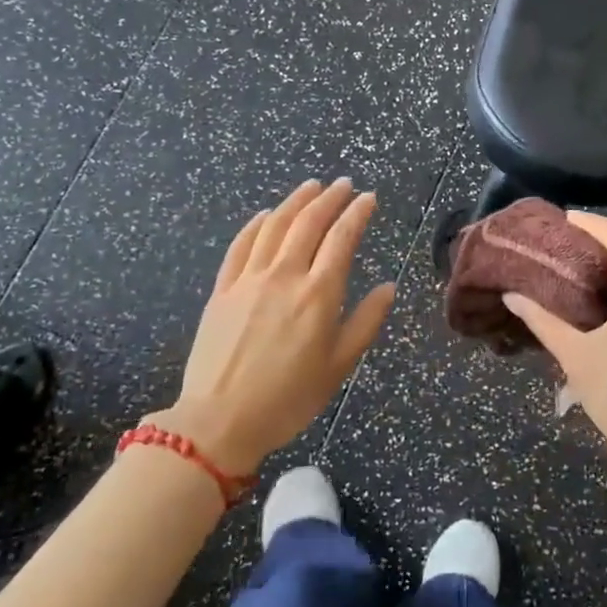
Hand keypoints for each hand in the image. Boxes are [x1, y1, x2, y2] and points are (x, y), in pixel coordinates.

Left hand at [152, 179, 394, 474]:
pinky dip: (256, 224)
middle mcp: (284, 276)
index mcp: (318, 294)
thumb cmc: (288, 399)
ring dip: (295, 201)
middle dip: (330, 198)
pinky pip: (240, 245)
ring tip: (311, 186)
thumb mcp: (339, 366)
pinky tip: (266, 215)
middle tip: (344, 184)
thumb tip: (388, 287)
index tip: (369, 198)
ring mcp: (249, 279)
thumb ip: (366, 322)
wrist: (219, 421)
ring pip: (274, 226)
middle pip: (308, 223)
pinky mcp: (222, 289)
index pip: (342, 239)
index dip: (357, 213)